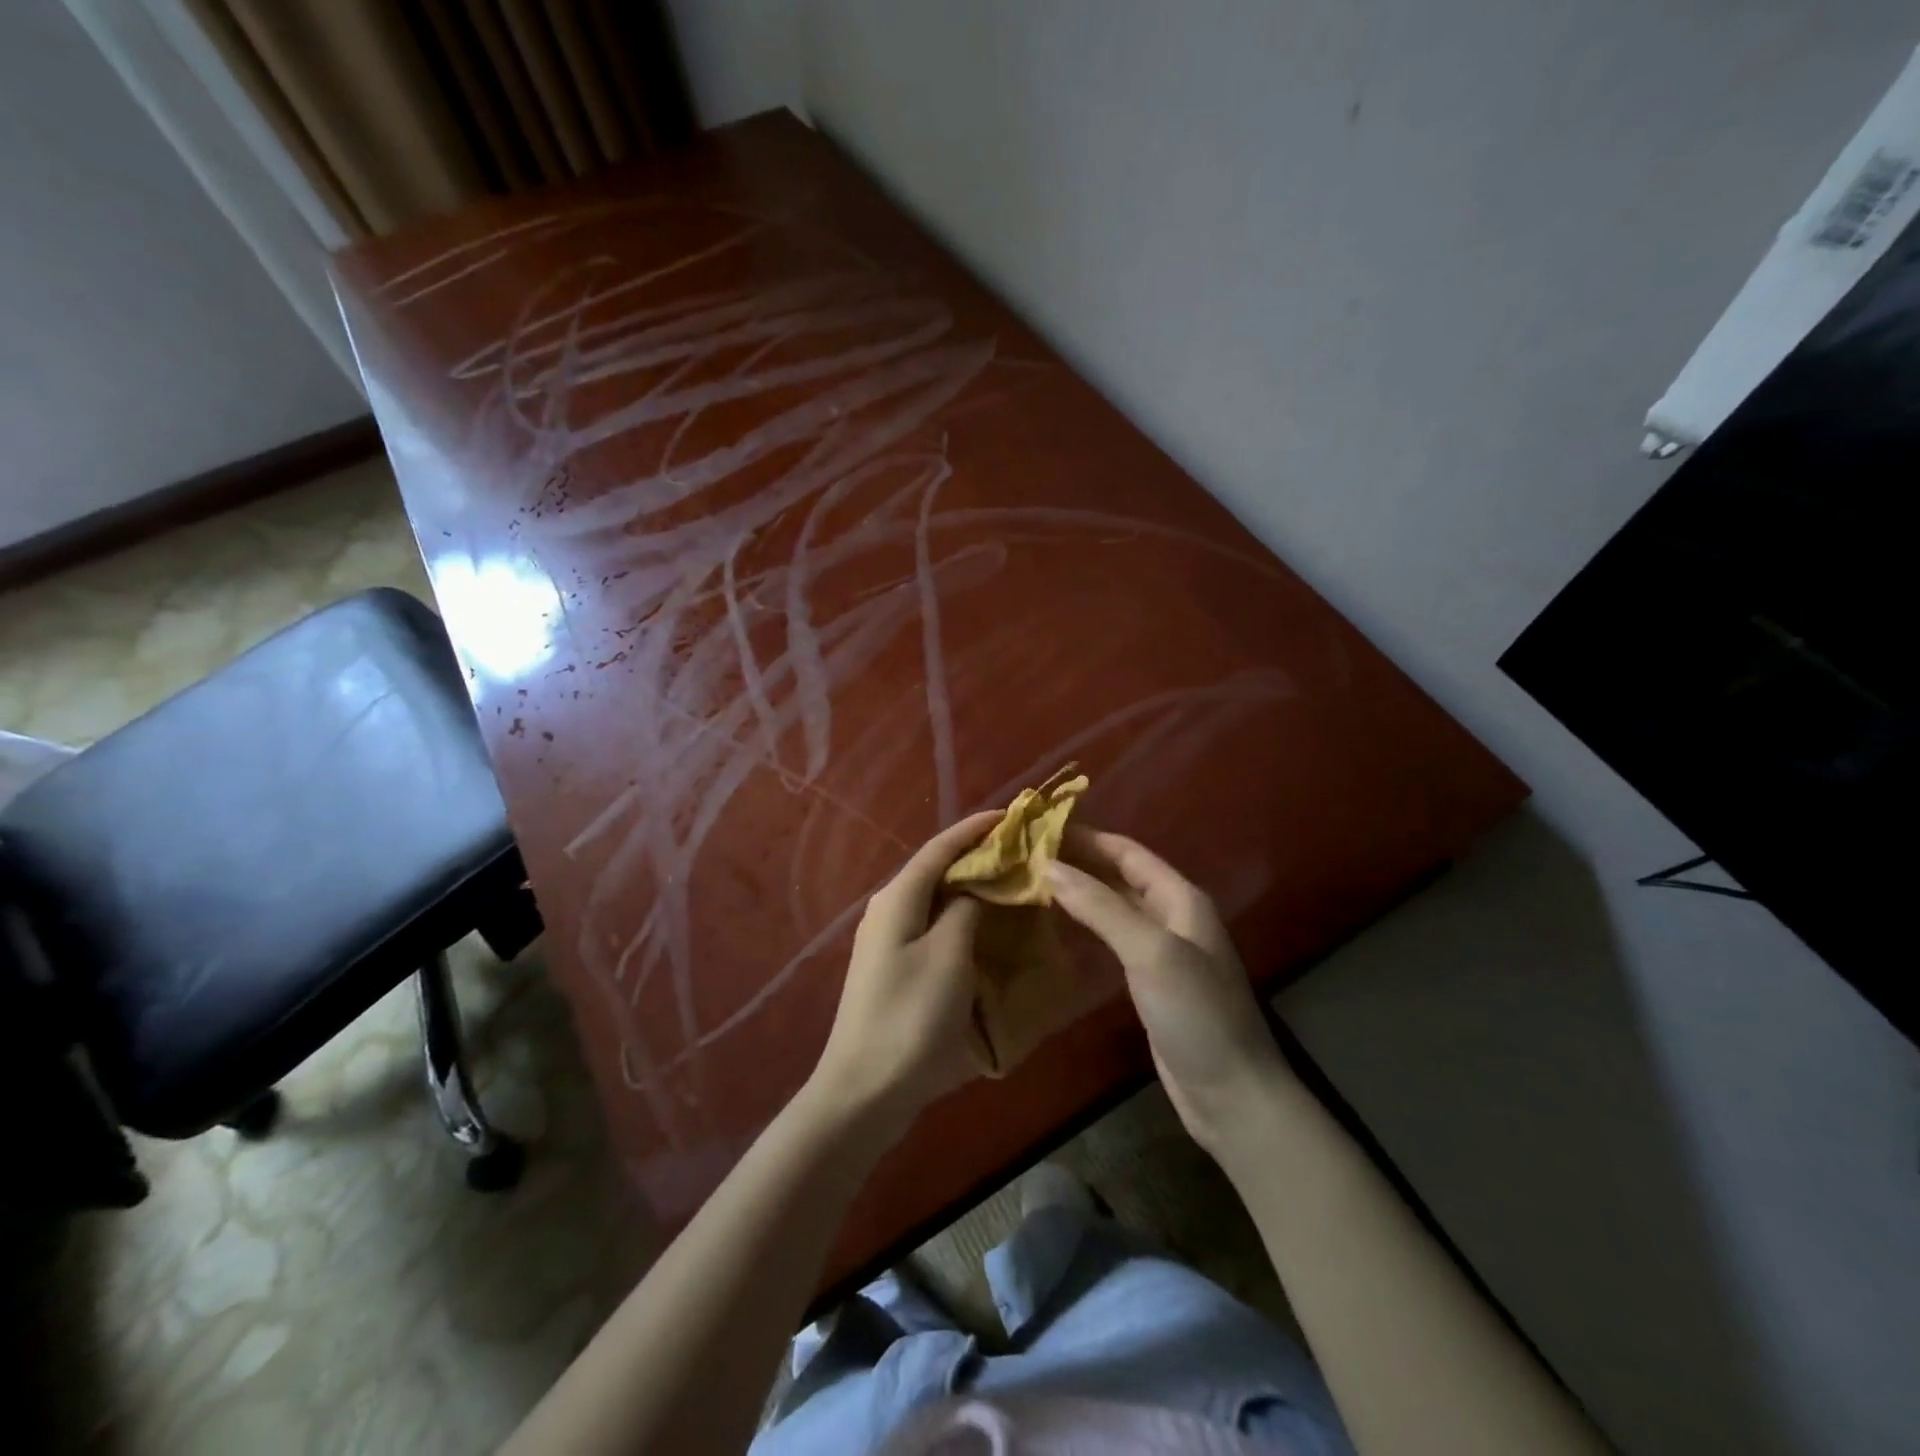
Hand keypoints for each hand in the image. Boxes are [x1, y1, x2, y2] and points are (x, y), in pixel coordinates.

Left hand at [808, 811, 1001, 1136]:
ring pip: (935, 899)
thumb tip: (975, 885)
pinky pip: (932, 926)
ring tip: (1010, 883)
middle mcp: (887, 909)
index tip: (1013, 816)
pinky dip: (960, 917)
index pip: (940, 846)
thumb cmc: (910, 1018)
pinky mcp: (893, 968)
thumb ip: (965, 909)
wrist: (864, 1091)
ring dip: (970, 887)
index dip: (975, 828)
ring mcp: (886, 940)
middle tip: (1020, 852)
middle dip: (976, 855)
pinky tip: (984, 928)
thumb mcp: (948, 956)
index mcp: (897, 898)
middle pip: (936, 869)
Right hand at [1047, 827, 1291, 1157]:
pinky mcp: (1148, 980)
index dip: (1086, 837)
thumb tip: (1048, 866)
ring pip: (1113, 905)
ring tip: (1031, 880)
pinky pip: (1112, 937)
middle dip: (1078, 861)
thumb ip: (1100, 907)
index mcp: (1180, 898)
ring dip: (1078, 890)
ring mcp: (1161, 949)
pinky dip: (1085, 923)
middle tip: (1025, 855)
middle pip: (1119, 875)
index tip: (1039, 828)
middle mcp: (1171, 915)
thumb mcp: (1150, 952)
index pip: (1127, 852)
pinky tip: (1057, 923)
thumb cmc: (1196, 1013)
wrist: (1231, 1094)